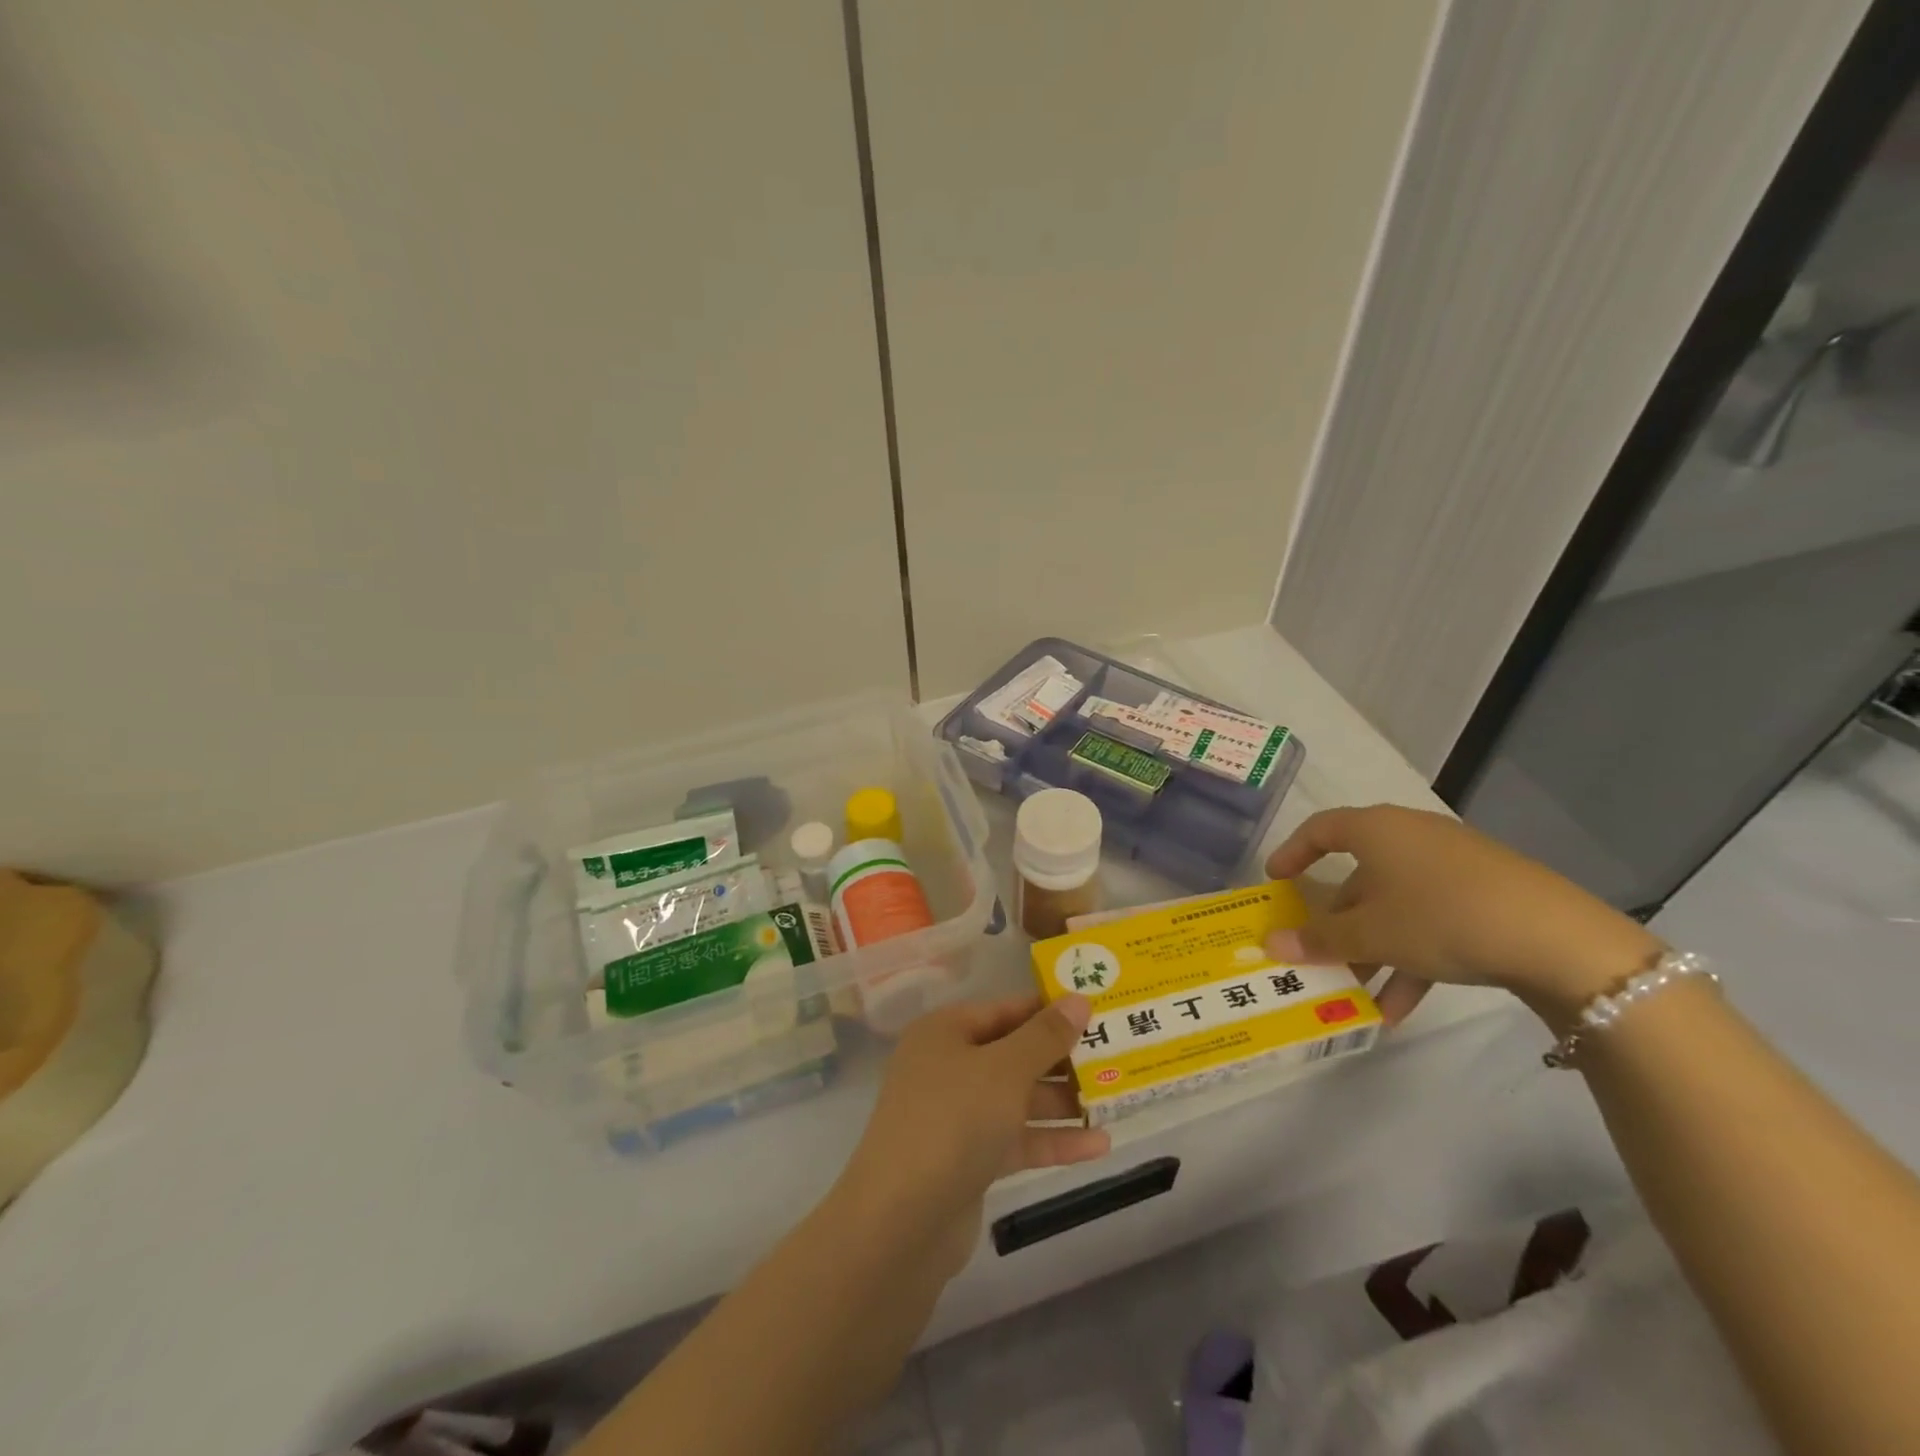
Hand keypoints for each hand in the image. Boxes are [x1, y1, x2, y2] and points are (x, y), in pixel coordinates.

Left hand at [832, 995, 1110, 1277]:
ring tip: (1115, 1099)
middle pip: (1013, 1053)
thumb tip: (1079, 999)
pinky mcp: (968, 1159)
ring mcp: (956, 1115)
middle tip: (1114, 1055)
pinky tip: (1100, 1145)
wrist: (901, 1221)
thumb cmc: (954, 1120)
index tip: (1096, 1011)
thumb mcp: (1006, 1069)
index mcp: (945, 1031)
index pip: (1005, 1009)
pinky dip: (1052, 1140)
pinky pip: (1016, 1139)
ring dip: (1063, 1102)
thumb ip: (1045, 1035)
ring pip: (1018, 1098)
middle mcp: (948, 1066)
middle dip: (1062, 1059)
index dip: (1049, 1009)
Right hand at [1264, 805, 1662, 1028]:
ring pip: (1395, 906)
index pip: (1320, 829)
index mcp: (1377, 830)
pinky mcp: (1487, 895)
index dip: (1292, 852)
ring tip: (1356, 996)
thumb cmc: (1440, 916)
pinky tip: (1401, 1009)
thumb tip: (1270, 943)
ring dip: (1372, 950)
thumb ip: (1318, 939)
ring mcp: (1453, 866)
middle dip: (1336, 922)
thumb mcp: (1371, 934)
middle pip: (1359, 877)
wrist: (1559, 939)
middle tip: (1317, 954)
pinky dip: (1411, 958)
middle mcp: (1411, 838)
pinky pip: (1431, 922)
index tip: (1276, 881)